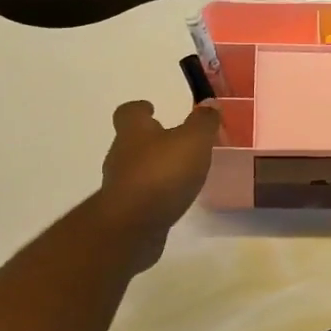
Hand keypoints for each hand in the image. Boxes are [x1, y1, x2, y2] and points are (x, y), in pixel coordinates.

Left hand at [97, 99, 221, 268]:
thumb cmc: (162, 174)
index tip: (151, 108)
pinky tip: (173, 199)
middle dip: (151, 140)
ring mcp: (120, 185)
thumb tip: (209, 103)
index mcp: (134, 132)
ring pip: (136, 169)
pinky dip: (155, 194)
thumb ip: (203, 122)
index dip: (140, 109)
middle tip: (175, 142)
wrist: (132, 227)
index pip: (129, 112)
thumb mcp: (193, 142)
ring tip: (180, 173)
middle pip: (132, 141)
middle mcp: (121, 154)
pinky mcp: (125, 212)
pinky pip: (141, 196)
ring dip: (154, 168)